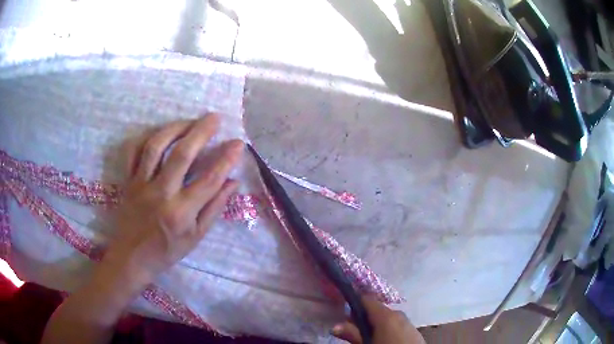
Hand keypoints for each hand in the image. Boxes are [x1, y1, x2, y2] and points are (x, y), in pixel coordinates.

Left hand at [103, 114, 243, 286]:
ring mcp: (141, 185)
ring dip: (174, 129)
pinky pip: (132, 153)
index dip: (226, 159)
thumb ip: (214, 208)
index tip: (238, 143)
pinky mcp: (128, 181)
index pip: (209, 179)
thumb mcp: (196, 237)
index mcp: (181, 212)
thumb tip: (233, 182)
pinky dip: (144, 138)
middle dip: (200, 132)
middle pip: (182, 155)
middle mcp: (161, 193)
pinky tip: (157, 133)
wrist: (131, 257)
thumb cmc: (167, 251)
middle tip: (214, 117)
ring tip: (189, 120)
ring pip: (156, 147)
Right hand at [332, 295, 424, 343]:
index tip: (343, 310)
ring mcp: (408, 321)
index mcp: (386, 315)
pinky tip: (383, 339)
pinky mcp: (413, 330)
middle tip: (352, 329)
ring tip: (367, 336)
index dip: (354, 303)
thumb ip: (352, 334)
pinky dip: (387, 328)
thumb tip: (334, 326)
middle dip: (363, 318)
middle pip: (376, 310)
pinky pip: (396, 324)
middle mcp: (398, 313)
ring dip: (375, 324)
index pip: (367, 300)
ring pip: (387, 318)